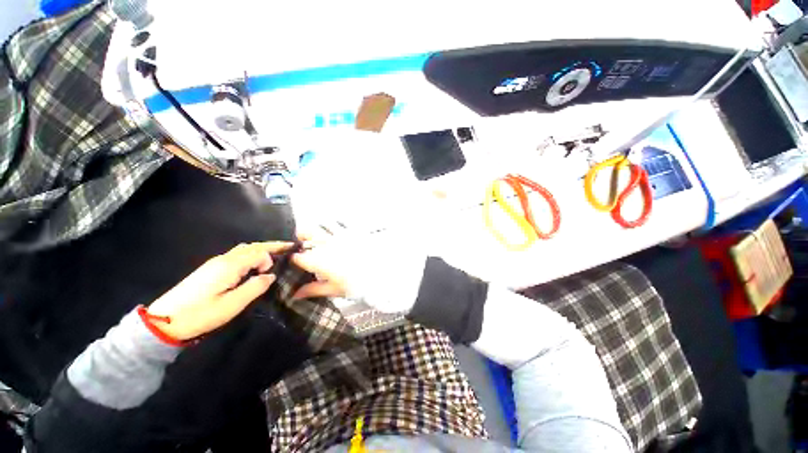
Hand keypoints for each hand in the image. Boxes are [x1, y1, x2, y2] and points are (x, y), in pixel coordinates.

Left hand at [146, 242, 293, 340]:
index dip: (270, 259)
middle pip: (251, 246)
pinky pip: (236, 256)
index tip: (273, 274)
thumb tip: (270, 276)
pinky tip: (253, 266)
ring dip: (260, 250)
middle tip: (287, 249)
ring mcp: (214, 263)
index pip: (258, 253)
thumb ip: (255, 288)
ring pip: (243, 250)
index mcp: (229, 266)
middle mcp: (223, 259)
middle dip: (270, 246)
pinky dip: (250, 256)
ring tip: (273, 257)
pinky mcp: (209, 270)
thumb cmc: (200, 314)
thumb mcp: (232, 305)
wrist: (164, 321)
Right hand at [291, 232, 426, 313]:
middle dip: (301, 235)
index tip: (295, 261)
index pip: (299, 256)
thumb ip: (314, 289)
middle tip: (303, 241)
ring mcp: (340, 235)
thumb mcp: (334, 289)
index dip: (295, 258)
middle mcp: (327, 244)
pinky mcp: (353, 231)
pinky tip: (336, 230)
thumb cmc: (357, 284)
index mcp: (320, 260)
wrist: (381, 274)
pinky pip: (340, 222)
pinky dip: (334, 223)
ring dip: (317, 228)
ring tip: (319, 234)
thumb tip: (295, 295)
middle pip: (307, 232)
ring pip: (323, 224)